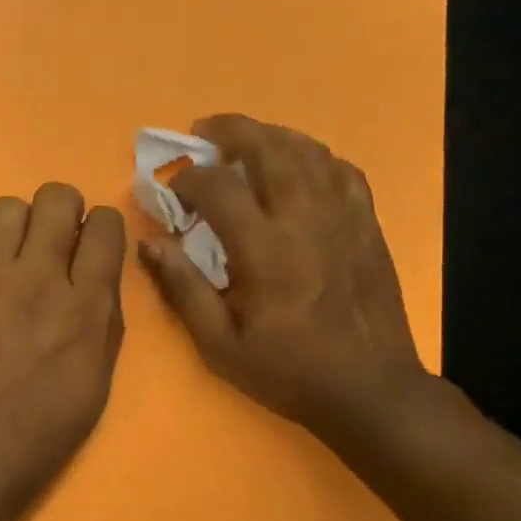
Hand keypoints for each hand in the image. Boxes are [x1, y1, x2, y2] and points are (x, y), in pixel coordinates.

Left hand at [0, 183, 125, 520]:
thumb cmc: (39, 433)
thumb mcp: (96, 383)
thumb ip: (103, 319)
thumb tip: (97, 277)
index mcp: (84, 307)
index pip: (106, 226)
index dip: (104, 226)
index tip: (95, 241)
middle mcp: (36, 279)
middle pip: (56, 198)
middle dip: (64, 209)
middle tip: (57, 239)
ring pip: (7, 208)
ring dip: (19, 225)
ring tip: (15, 254)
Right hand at [138, 114, 433, 447]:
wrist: (370, 389)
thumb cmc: (289, 371)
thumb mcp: (220, 345)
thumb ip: (183, 289)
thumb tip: (150, 244)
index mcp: (265, 250)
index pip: (219, 187)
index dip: (188, 178)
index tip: (173, 190)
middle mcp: (305, 219)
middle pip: (268, 148)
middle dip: (231, 131)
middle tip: (204, 131)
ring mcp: (343, 216)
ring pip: (307, 150)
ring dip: (271, 135)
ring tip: (246, 140)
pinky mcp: (367, 224)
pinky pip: (342, 170)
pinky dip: (314, 157)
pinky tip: (299, 166)